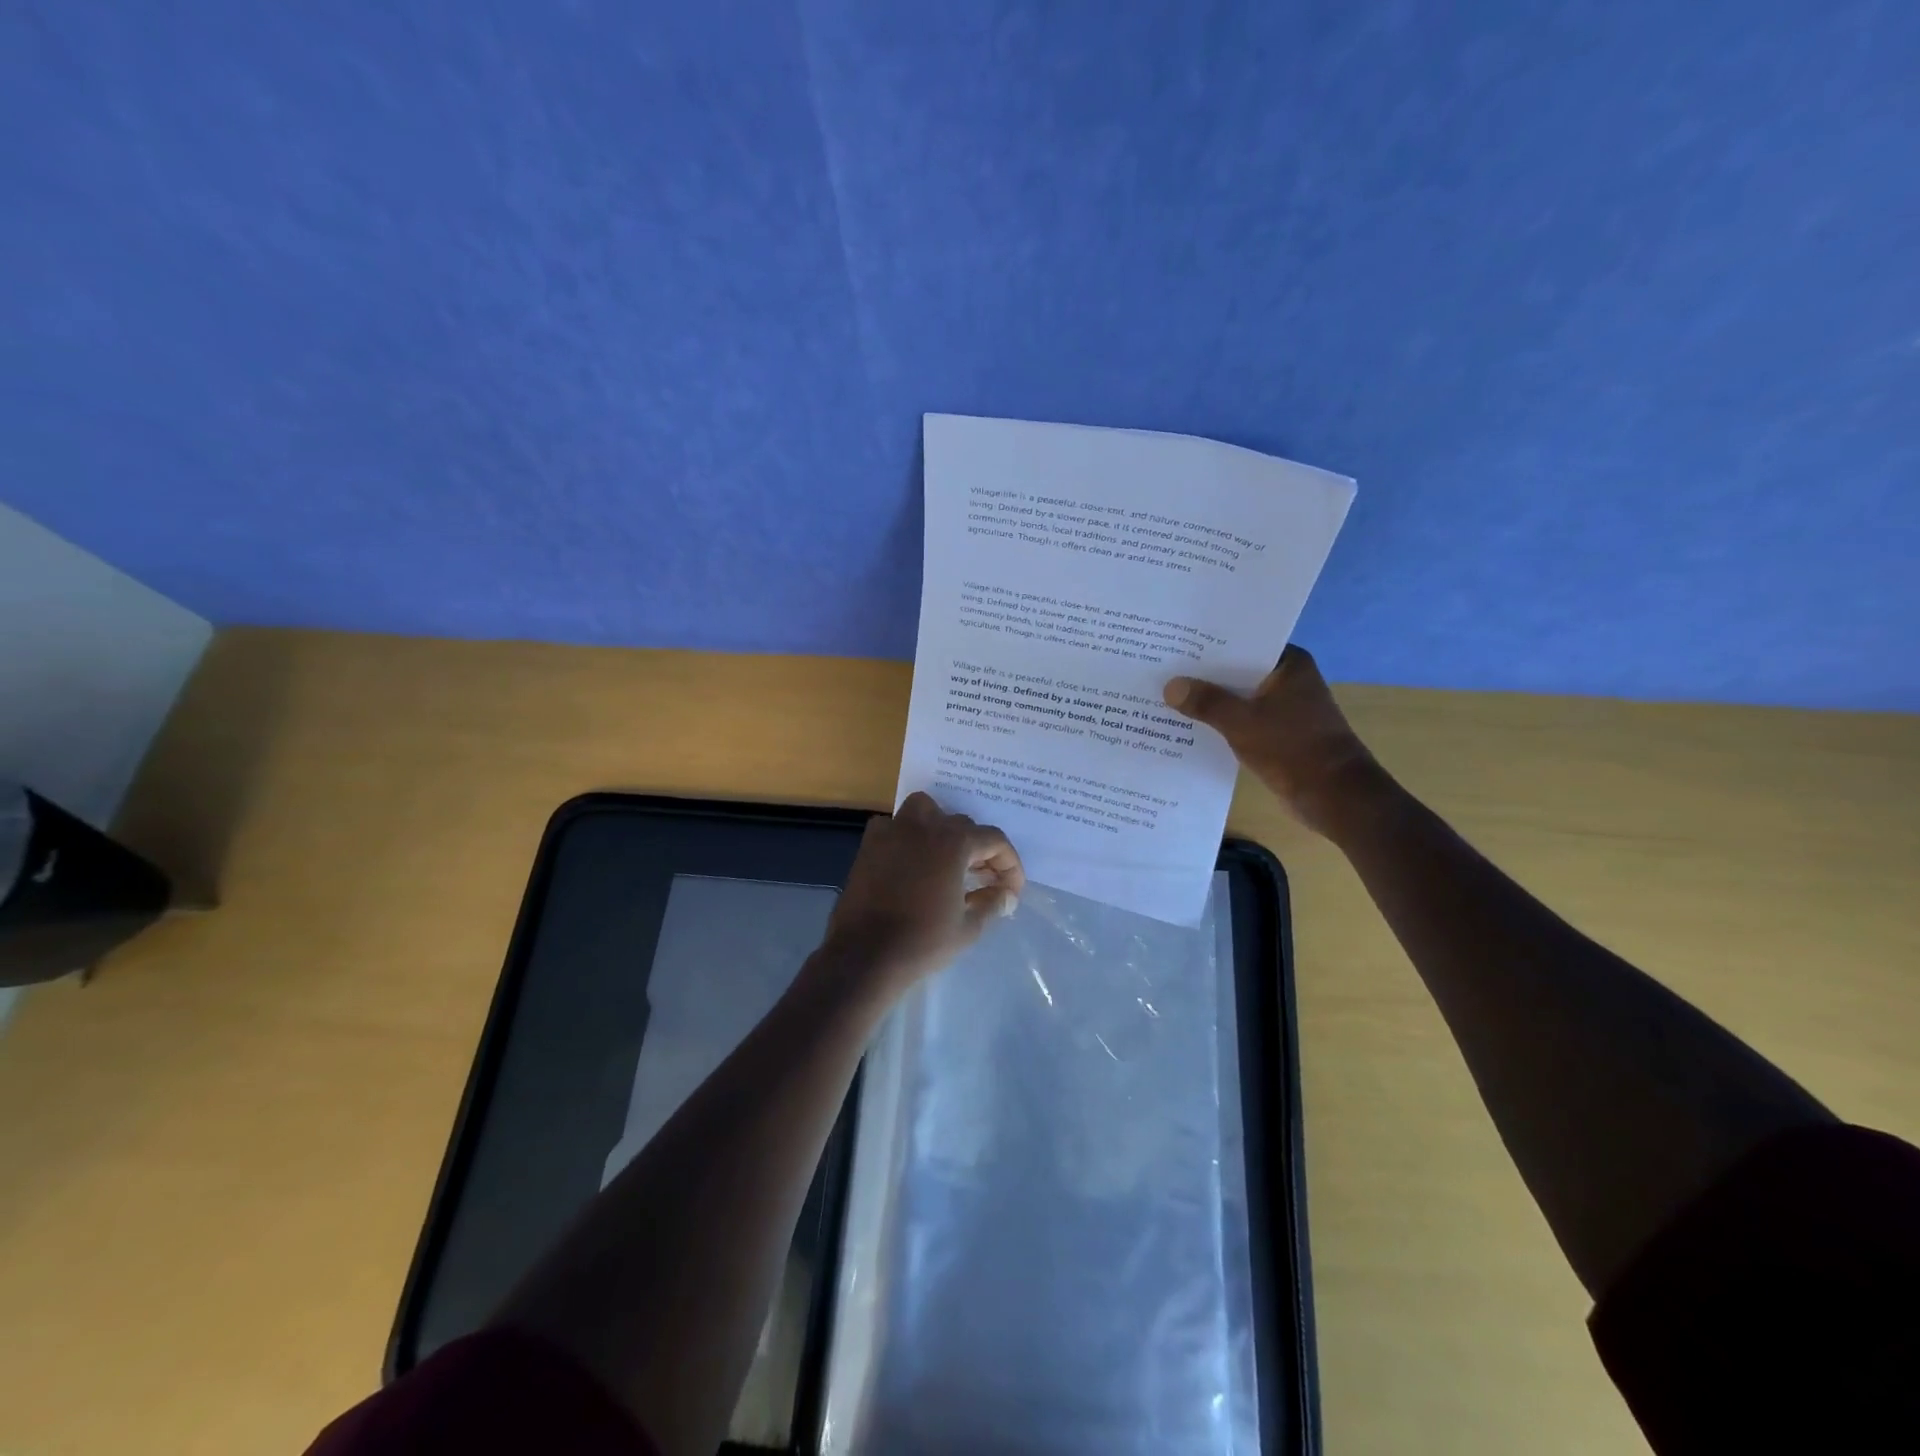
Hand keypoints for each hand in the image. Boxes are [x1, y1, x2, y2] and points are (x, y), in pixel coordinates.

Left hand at [818, 792, 1024, 991]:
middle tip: (985, 879)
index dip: (1009, 864)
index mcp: (954, 842)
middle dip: (979, 850)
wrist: (865, 954)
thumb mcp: (968, 927)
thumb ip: (992, 904)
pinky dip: (906, 836)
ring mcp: (893, 831)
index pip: (994, 840)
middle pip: (962, 824)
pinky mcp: (869, 845)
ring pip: (925, 810)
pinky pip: (894, 826)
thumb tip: (1007, 895)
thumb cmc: (923, 942)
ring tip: (948, 856)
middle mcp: (924, 826)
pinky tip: (911, 860)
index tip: (1012, 890)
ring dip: (941, 826)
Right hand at [1164, 645, 1384, 839]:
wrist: (1334, 795)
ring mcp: (1283, 708)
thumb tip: (1170, 686)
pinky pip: (1240, 720)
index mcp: (1289, 664)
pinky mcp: (1277, 734)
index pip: (1243, 642)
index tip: (1175, 641)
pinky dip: (1219, 722)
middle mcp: (1287, 680)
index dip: (1209, 643)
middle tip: (1161, 667)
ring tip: (1166, 694)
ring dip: (1209, 700)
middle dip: (1203, 673)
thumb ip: (1206, 702)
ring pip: (1237, 697)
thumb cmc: (1292, 748)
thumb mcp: (1242, 722)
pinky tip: (1187, 724)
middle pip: (1236, 670)